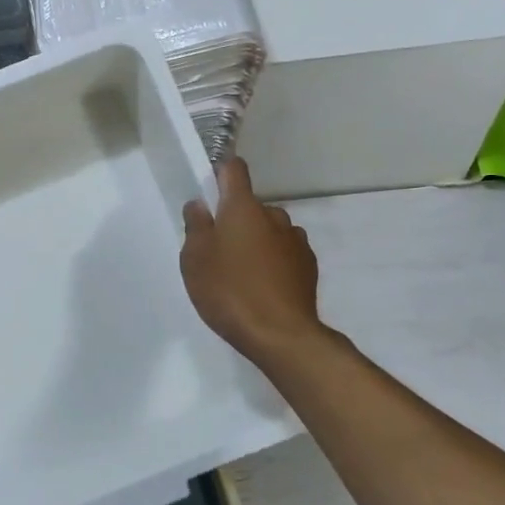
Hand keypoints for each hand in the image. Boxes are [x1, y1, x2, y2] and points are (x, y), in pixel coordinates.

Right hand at [181, 158, 322, 369]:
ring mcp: (296, 241)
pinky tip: (264, 287)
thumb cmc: (229, 291)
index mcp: (243, 208)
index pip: (234, 169)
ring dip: (257, 241)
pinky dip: (274, 261)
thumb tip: (199, 204)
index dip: (220, 173)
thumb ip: (195, 227)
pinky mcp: (309, 266)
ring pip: (270, 230)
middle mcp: (274, 216)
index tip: (209, 190)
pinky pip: (285, 252)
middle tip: (218, 249)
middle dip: (235, 219)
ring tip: (243, 273)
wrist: (281, 335)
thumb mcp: (195, 260)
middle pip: (251, 206)